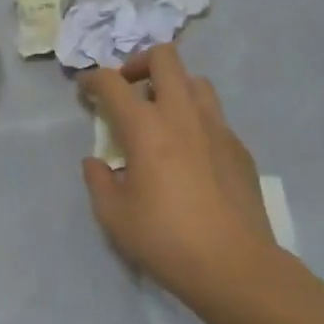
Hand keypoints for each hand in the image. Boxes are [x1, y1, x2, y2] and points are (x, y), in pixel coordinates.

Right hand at [81, 45, 278, 303]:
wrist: (235, 265)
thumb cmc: (166, 239)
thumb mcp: (114, 216)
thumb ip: (99, 181)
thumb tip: (96, 163)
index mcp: (146, 126)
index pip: (112, 82)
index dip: (92, 78)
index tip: (84, 88)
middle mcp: (182, 114)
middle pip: (164, 58)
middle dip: (139, 63)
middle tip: (128, 89)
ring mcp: (216, 127)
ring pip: (195, 81)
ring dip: (173, 87)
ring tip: (162, 116)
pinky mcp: (238, 147)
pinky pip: (214, 116)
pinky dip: (195, 120)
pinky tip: (190, 153)